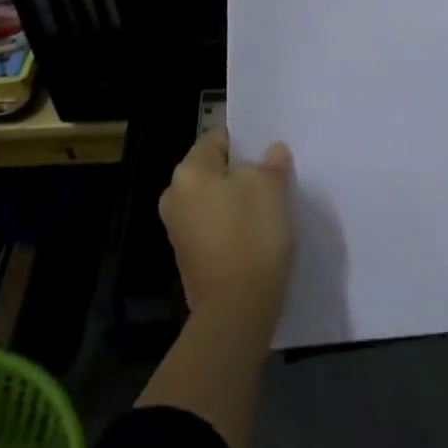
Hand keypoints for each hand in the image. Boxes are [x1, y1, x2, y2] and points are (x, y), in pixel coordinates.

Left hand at [159, 128, 295, 328]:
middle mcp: (175, 197)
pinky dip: (233, 225)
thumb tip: (271, 152)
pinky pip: (215, 227)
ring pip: (215, 200)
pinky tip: (258, 233)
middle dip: (242, 171)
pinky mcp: (190, 259)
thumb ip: (271, 163)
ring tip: (270, 204)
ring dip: (239, 199)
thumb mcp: (271, 187)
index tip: (269, 148)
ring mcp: (179, 231)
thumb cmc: (251, 235)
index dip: (245, 139)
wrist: (237, 309)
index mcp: (188, 172)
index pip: (217, 137)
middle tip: (273, 175)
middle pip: (214, 170)